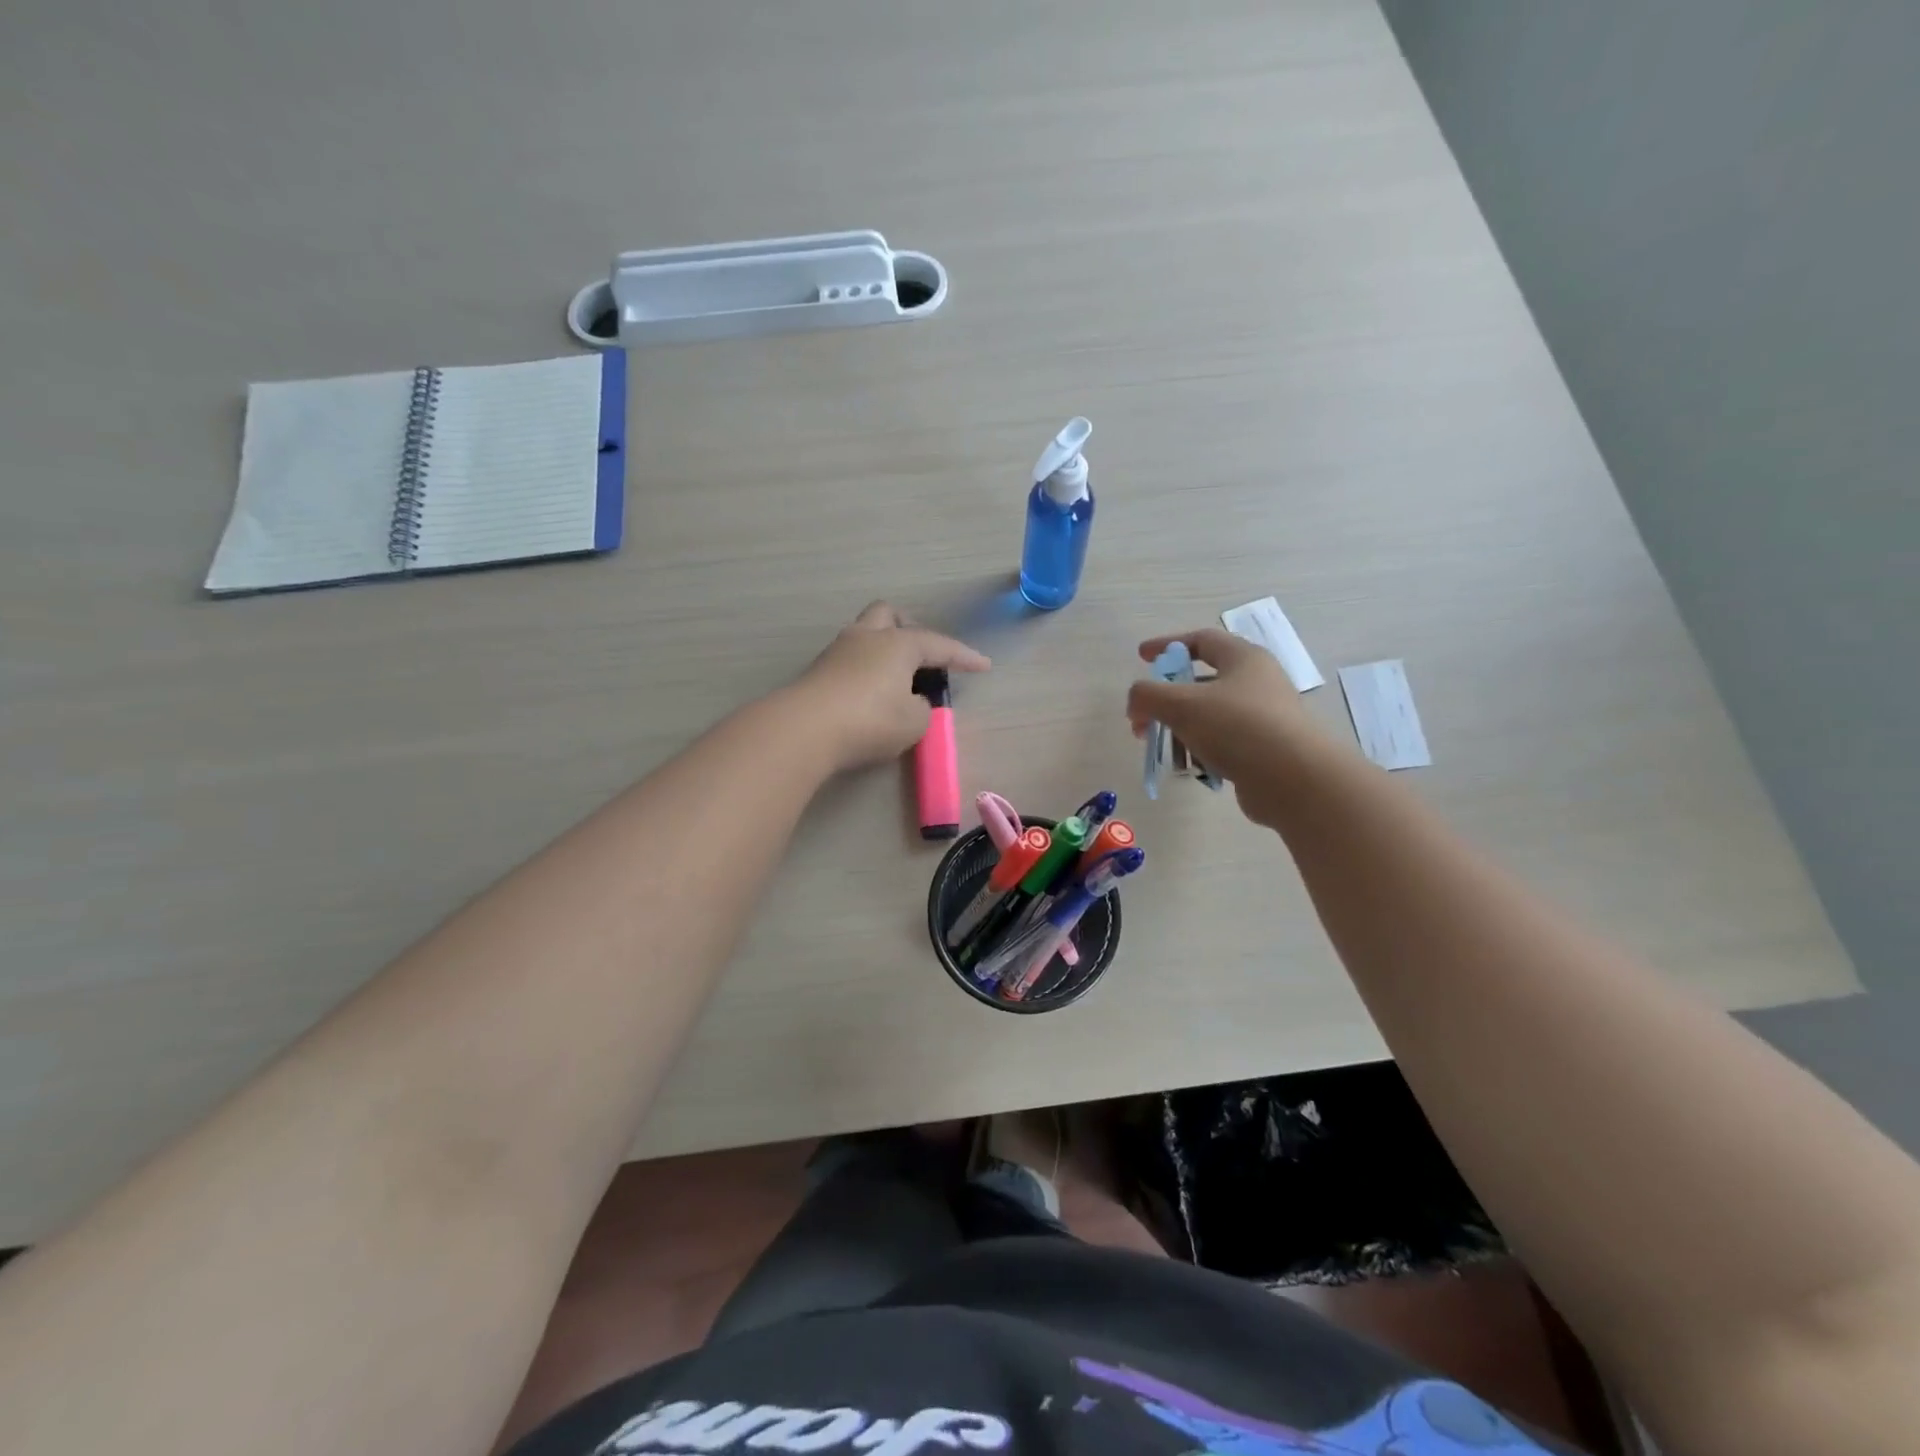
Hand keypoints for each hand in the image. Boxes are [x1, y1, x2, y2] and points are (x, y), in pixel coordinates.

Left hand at [794, 602, 990, 771]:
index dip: (964, 657)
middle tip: (922, 655)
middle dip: (910, 629)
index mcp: (898, 644)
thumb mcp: (913, 722)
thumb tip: (910, 701)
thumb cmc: (870, 720)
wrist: (804, 730)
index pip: (939, 645)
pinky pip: (850, 659)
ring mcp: (837, 651)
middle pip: (890, 615)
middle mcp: (867, 637)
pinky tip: (870, 693)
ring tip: (896, 679)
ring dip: (884, 650)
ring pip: (865, 634)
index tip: (983, 666)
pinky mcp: (817, 671)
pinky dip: (865, 670)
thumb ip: (921, 708)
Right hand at [1125, 628, 1333, 827]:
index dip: (1167, 645)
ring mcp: (1264, 717)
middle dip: (1167, 698)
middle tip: (1143, 717)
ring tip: (1162, 748)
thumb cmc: (1237, 727)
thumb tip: (1136, 704)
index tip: (1141, 657)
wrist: (1294, 780)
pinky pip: (1223, 742)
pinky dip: (1201, 750)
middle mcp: (1257, 682)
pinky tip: (1191, 767)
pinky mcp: (1264, 749)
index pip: (1201, 640)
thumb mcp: (1181, 705)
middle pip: (1202, 681)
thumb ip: (1148, 696)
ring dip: (1180, 728)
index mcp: (1243, 658)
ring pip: (1210, 715)